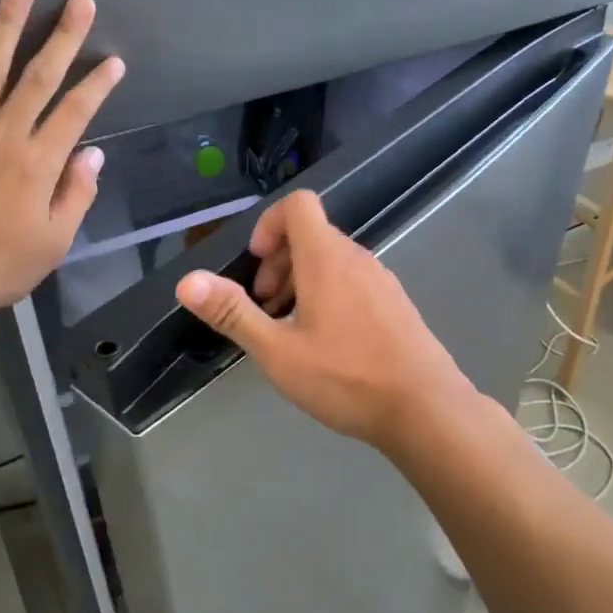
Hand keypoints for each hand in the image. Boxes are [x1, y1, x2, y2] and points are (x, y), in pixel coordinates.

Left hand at [0, 0, 124, 329]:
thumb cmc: (1, 265)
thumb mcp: (54, 241)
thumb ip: (76, 194)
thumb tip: (92, 153)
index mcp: (37, 163)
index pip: (75, 112)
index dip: (97, 84)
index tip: (113, 59)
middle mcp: (2, 136)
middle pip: (37, 78)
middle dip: (62, 36)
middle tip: (79, 0)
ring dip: (5, 24)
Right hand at [173, 191, 476, 451]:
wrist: (425, 408)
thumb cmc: (346, 378)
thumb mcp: (278, 351)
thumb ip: (233, 313)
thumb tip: (188, 282)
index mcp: (327, 258)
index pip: (298, 204)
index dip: (269, 224)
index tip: (256, 265)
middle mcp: (357, 258)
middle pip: (311, 234)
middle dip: (278, 263)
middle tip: (266, 308)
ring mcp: (381, 279)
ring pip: (332, 260)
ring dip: (301, 282)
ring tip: (290, 330)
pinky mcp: (395, 303)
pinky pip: (353, 280)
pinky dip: (328, 294)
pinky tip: (326, 344)